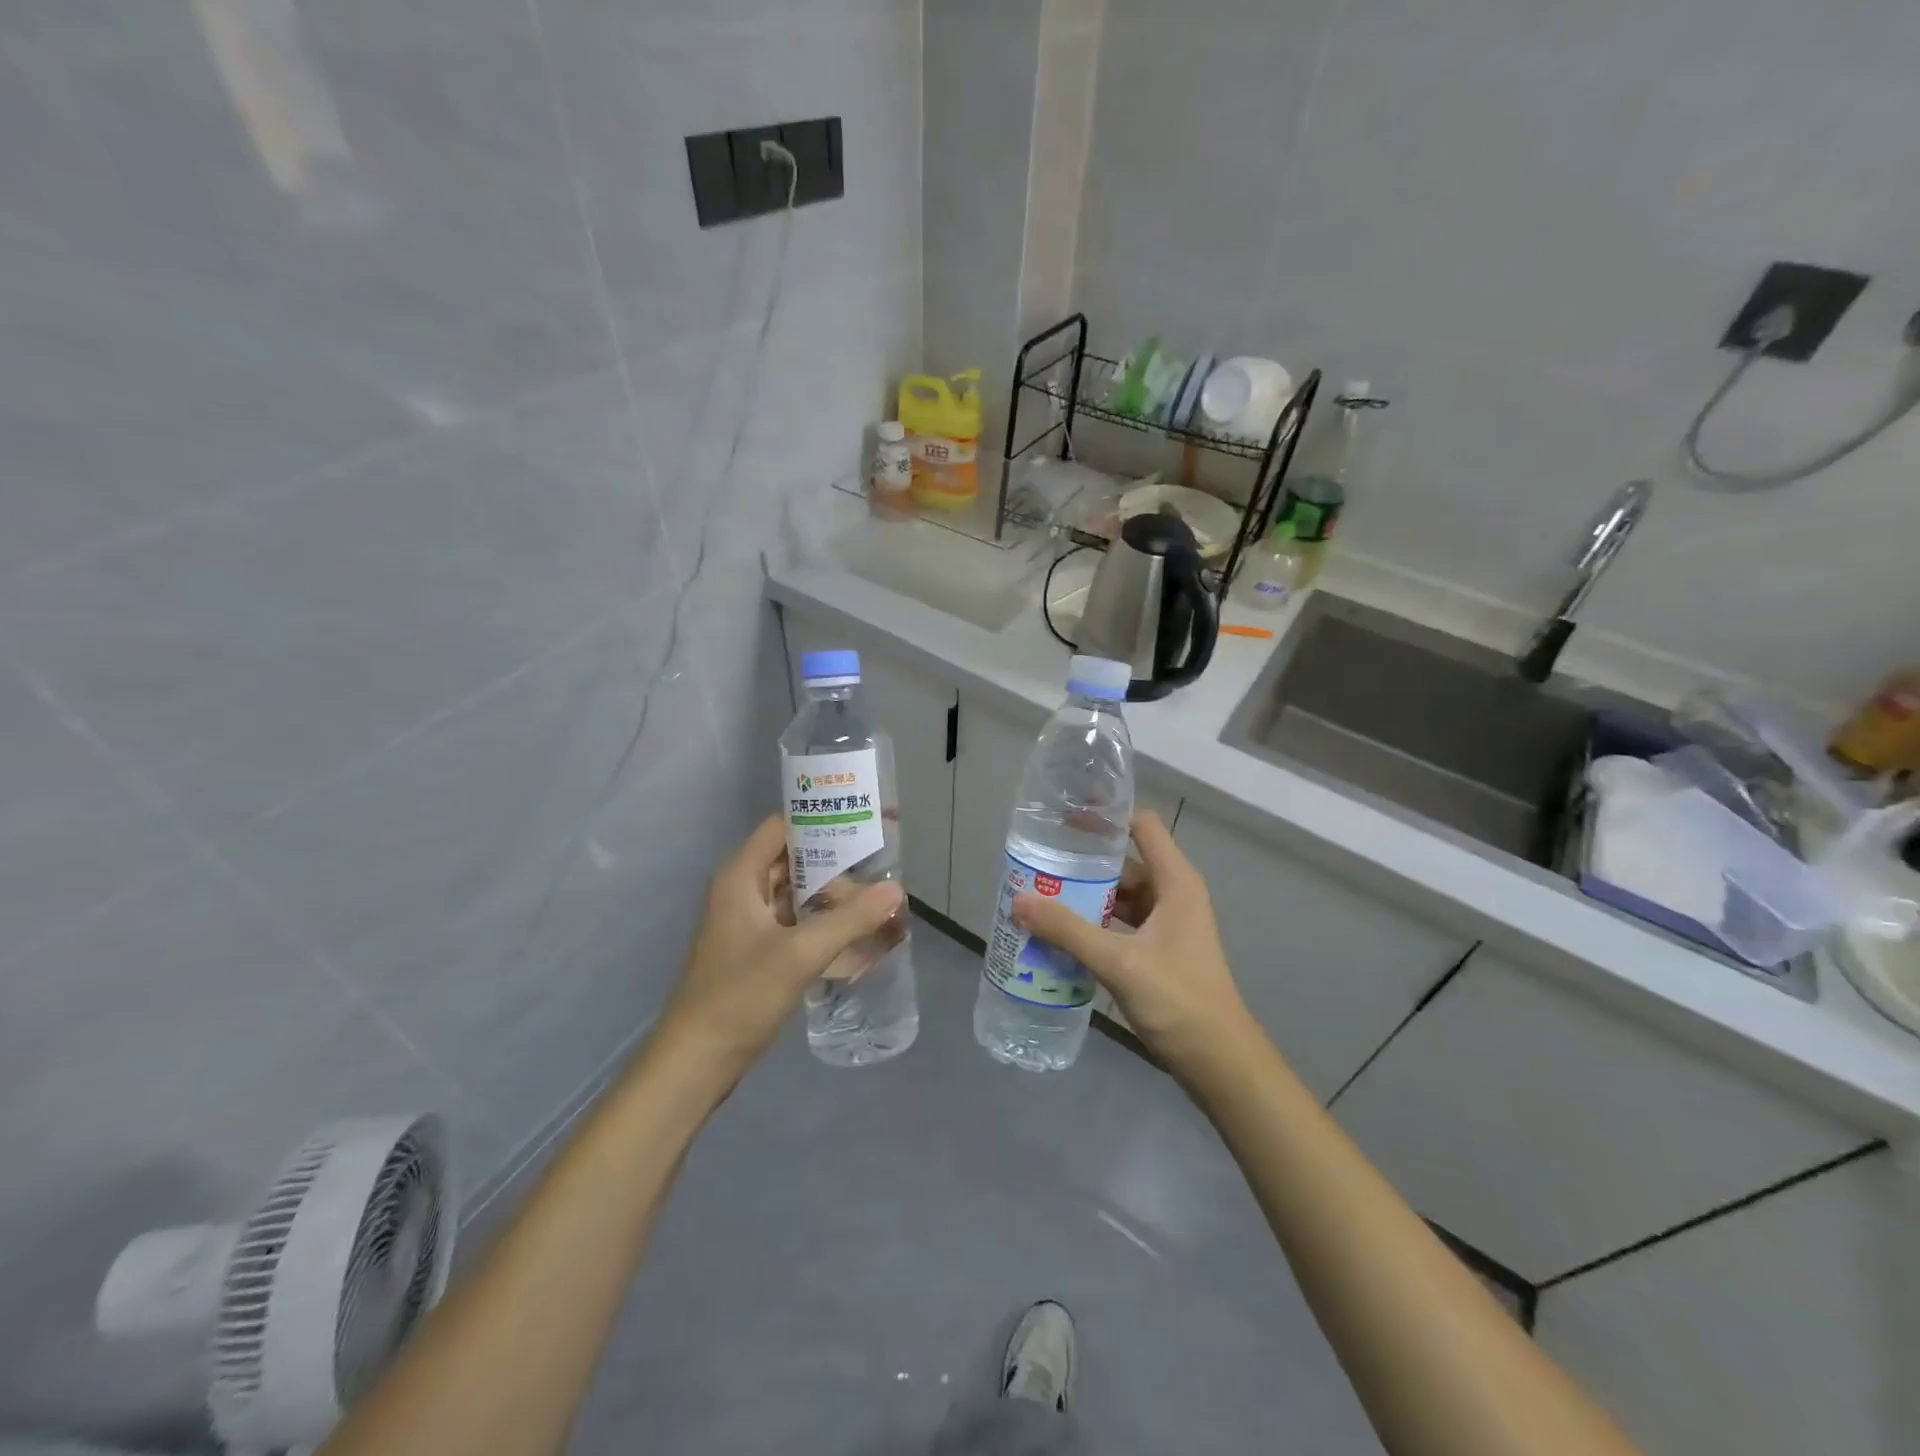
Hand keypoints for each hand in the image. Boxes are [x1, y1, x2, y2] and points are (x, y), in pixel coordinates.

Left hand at [658, 816, 904, 1077]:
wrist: (696, 1063)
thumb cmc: (740, 996)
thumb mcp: (799, 954)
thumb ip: (849, 919)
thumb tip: (896, 889)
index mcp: (742, 876)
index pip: (785, 827)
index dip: (824, 819)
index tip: (866, 822)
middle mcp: (744, 890)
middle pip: (797, 861)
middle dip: (840, 866)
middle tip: (884, 875)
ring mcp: (750, 922)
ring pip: (800, 894)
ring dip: (836, 899)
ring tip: (880, 907)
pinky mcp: (758, 950)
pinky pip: (798, 923)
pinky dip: (826, 925)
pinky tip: (858, 937)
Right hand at [1011, 810, 1252, 1068]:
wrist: (1219, 1062)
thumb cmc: (1177, 1000)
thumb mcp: (1118, 961)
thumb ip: (1067, 930)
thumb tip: (1019, 900)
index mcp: (1175, 882)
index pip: (1142, 827)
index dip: (1106, 817)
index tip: (1064, 817)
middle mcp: (1174, 895)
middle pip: (1125, 863)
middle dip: (1084, 864)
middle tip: (1039, 864)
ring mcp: (1169, 925)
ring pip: (1121, 897)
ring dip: (1086, 898)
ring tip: (1041, 898)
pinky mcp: (1161, 951)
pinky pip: (1122, 925)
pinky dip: (1095, 925)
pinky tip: (1062, 936)